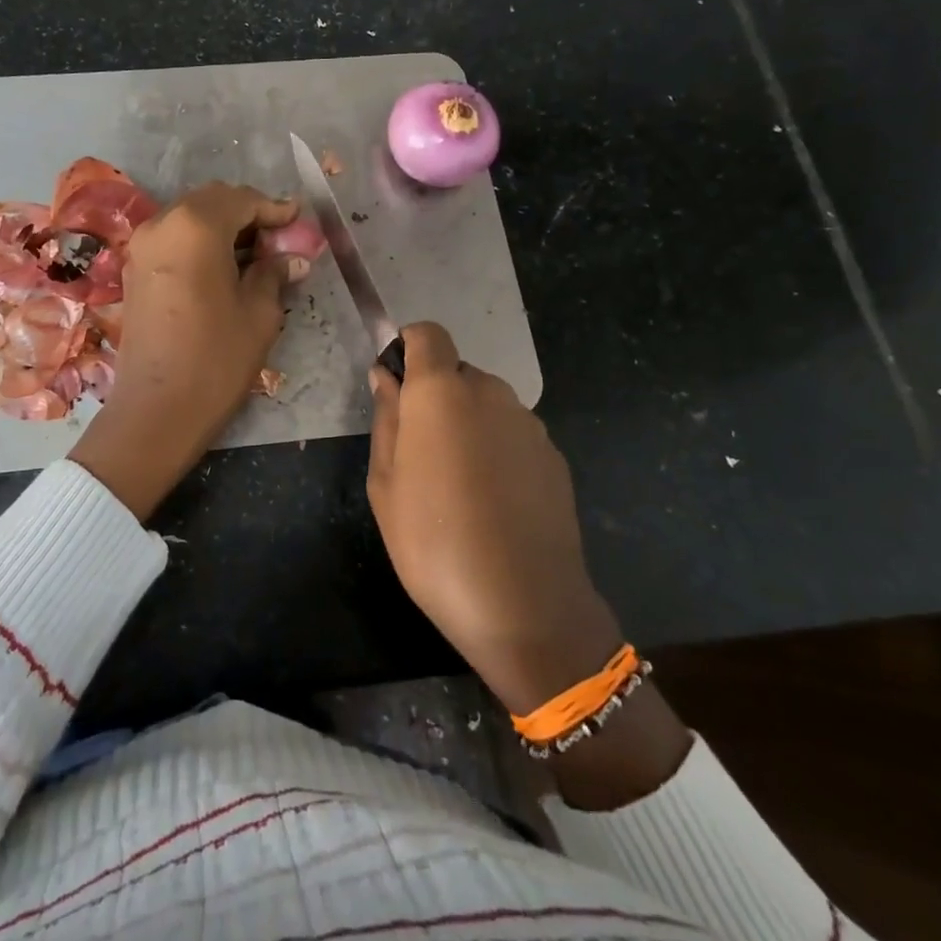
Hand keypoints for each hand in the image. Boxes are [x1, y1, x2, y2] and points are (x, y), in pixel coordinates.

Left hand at [71, 183, 311, 519]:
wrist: (156, 411)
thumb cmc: (216, 359)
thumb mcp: (259, 314)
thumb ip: (274, 274)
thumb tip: (292, 258)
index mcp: (196, 226)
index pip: (242, 200)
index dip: (274, 209)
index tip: (299, 221)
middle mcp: (162, 224)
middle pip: (212, 201)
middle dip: (247, 213)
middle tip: (278, 237)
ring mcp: (141, 246)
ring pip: (189, 217)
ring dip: (223, 227)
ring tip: (255, 254)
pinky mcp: (133, 270)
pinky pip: (173, 238)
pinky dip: (200, 242)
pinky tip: (223, 267)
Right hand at [366, 322, 691, 808]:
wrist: (525, 606)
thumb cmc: (433, 542)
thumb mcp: (386, 483)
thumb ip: (387, 418)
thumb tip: (387, 377)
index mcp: (442, 391)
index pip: (428, 333)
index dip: (408, 349)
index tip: (396, 389)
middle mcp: (490, 392)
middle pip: (457, 372)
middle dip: (435, 397)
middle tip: (418, 453)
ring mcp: (529, 424)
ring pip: (486, 405)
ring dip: (467, 425)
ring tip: (456, 487)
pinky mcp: (554, 456)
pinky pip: (512, 436)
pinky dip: (496, 451)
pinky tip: (492, 504)